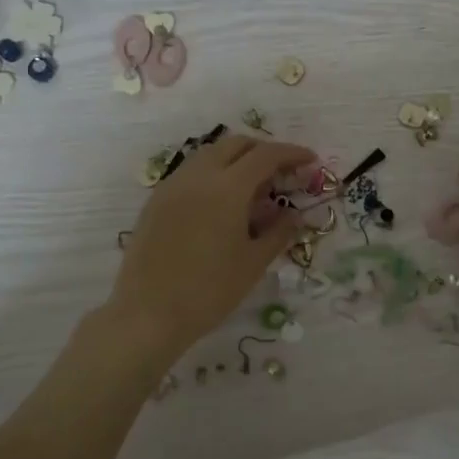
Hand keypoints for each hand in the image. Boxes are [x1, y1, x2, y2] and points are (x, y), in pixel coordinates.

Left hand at [107, 133, 316, 355]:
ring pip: (210, 154)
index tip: (310, 160)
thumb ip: (278, 232)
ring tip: (252, 189)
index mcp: (227, 188)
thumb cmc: (209, 291)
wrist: (148, 313)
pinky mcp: (156, 200)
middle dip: (263, 150)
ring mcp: (173, 185)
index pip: (266, 155)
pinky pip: (191, 172)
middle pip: (236, 144)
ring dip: (236, 159)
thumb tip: (293, 215)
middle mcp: (198, 176)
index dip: (292, 153)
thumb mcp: (253, 263)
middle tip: (282, 172)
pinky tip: (221, 203)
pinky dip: (213, 174)